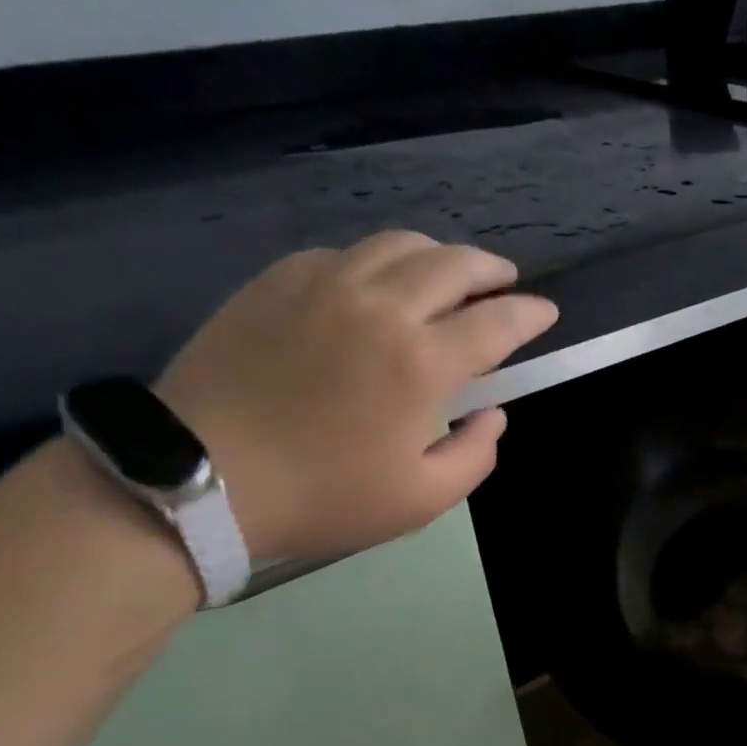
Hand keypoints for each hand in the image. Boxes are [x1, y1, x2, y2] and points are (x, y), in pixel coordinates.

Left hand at [157, 231, 556, 560]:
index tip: (546, 312)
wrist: (200, 478)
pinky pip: (345, 254)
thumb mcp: (421, 500)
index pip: (497, 322)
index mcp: (422, 362)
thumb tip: (492, 414)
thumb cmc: (322, 496)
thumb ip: (475, 455)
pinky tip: (377, 285)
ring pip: (399, 244)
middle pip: (454, 264)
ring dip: (439, 255)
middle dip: (492, 270)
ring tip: (450, 273)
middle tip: (506, 281)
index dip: (530, 314)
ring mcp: (325, 284)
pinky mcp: (278, 281)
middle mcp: (381, 306)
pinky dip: (378, 263)